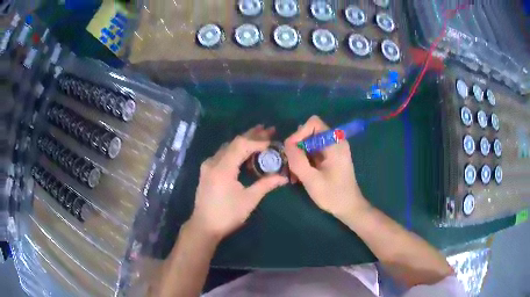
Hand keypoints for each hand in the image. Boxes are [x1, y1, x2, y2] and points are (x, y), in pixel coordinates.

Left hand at [188, 125, 288, 240]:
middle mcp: (213, 162)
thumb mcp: (249, 200)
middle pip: (234, 142)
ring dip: (244, 141)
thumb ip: (266, 184)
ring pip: (228, 146)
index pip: (241, 145)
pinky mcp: (207, 170)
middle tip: (269, 130)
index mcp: (222, 168)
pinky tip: (245, 150)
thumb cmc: (227, 215)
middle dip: (252, 135)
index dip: (258, 141)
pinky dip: (236, 149)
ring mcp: (208, 165)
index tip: (273, 141)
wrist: (204, 226)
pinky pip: (223, 153)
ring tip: (260, 135)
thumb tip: (284, 177)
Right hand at [284, 116, 369, 220]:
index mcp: (334, 143)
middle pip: (309, 132)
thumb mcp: (312, 180)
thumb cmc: (333, 195)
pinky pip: (312, 151)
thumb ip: (298, 160)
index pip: (313, 123)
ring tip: (293, 173)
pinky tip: (299, 175)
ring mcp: (332, 149)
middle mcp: (334, 141)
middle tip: (290, 165)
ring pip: (309, 142)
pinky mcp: (329, 156)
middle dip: (297, 147)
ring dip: (298, 155)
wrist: (349, 207)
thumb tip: (287, 144)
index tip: (291, 150)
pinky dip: (304, 160)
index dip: (299, 133)